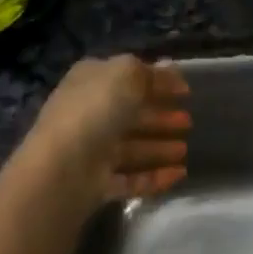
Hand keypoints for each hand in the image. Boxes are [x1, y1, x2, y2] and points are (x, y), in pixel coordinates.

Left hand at [23, 56, 190, 207]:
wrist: (64, 167)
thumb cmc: (96, 110)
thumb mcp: (126, 75)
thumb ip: (150, 72)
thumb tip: (170, 69)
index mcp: (90, 82)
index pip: (127, 78)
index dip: (157, 81)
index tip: (187, 91)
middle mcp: (88, 115)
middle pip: (130, 115)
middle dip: (160, 117)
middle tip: (189, 122)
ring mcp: (92, 152)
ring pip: (132, 148)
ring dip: (159, 148)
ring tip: (185, 149)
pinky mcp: (98, 184)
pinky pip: (132, 178)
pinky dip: (156, 176)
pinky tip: (180, 174)